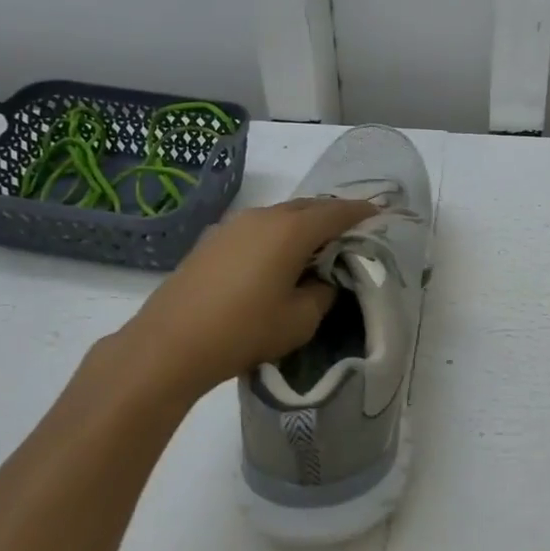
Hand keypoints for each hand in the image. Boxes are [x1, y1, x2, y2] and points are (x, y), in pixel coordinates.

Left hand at [94, 197, 376, 405]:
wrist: (170, 344)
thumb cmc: (244, 331)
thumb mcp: (300, 320)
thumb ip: (322, 293)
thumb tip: (321, 280)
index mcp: (292, 230)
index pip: (338, 212)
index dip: (362, 212)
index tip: (379, 214)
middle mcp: (264, 216)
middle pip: (309, 207)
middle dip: (333, 215)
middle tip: (351, 232)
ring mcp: (234, 225)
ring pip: (281, 215)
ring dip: (303, 225)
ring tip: (316, 247)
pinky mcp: (213, 240)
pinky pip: (258, 228)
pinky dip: (278, 235)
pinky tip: (277, 259)